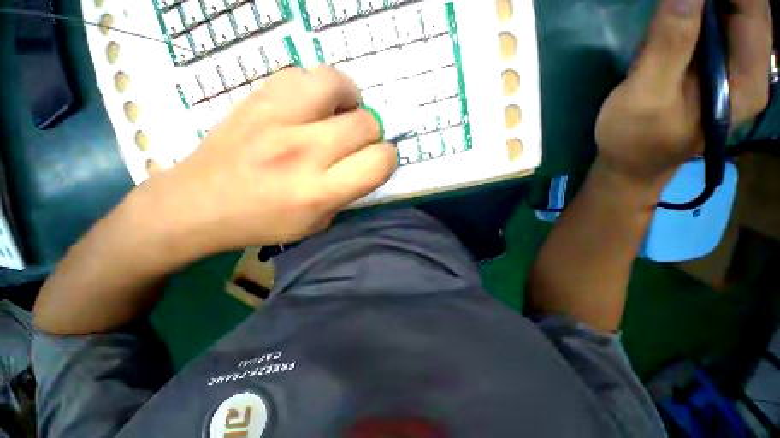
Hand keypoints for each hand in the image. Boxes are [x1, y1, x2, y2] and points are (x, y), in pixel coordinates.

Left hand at [144, 67, 396, 254]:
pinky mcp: (256, 98)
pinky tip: (313, 104)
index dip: (388, 159)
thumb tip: (367, 163)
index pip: (378, 163)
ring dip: (350, 100)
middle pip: (365, 124)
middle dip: (372, 134)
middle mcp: (303, 153)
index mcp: (319, 191)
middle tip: (358, 143)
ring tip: (340, 114)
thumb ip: (348, 193)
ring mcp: (277, 119)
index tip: (379, 161)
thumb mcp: (317, 223)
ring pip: (337, 85)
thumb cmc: (263, 222)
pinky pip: (303, 74)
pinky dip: (319, 87)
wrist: (197, 204)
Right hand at [594, 0, 772, 191]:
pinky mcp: (713, 72)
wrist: (629, 165)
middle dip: (710, 1)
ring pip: (728, 18)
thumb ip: (670, 44)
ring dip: (700, 9)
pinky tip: (670, 31)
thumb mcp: (646, 94)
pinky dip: (693, 20)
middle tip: (671, 5)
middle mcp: (750, 72)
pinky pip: (713, 31)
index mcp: (747, 81)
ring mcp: (732, 71)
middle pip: (744, 12)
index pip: (752, 12)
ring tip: (667, 20)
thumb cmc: (634, 139)